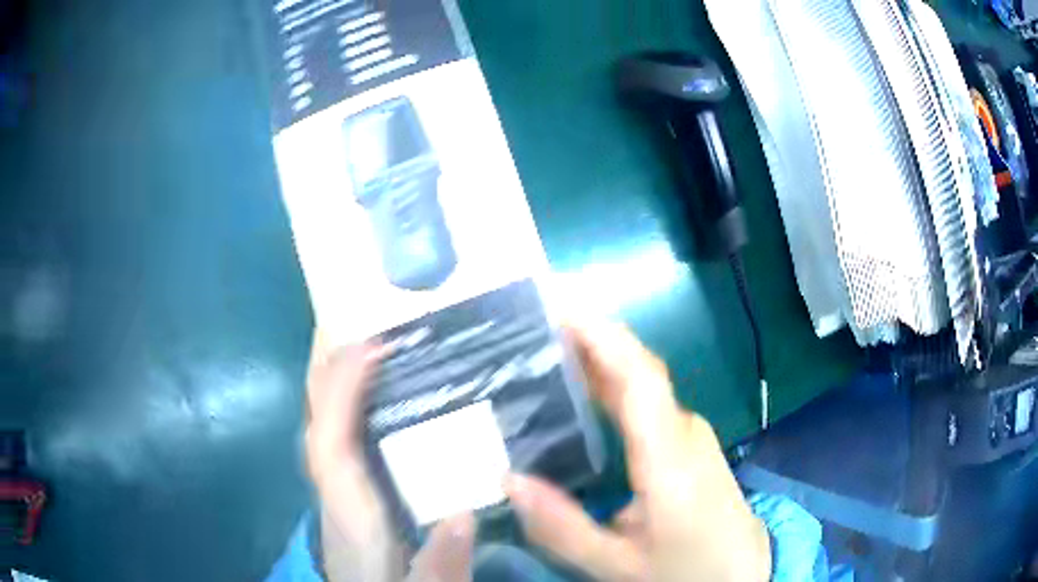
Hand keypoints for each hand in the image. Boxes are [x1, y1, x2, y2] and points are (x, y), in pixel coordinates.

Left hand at [305, 332, 476, 581]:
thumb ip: (441, 563)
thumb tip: (464, 514)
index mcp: (350, 514)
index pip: (330, 445)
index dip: (342, 392)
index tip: (372, 347)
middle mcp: (334, 495)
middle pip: (317, 426)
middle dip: (324, 372)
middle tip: (348, 320)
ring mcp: (337, 495)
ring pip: (323, 429)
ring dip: (333, 384)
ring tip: (355, 344)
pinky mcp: (349, 498)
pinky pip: (338, 440)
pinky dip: (344, 409)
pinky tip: (365, 397)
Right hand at [504, 321, 771, 581]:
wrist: (740, 572)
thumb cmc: (684, 568)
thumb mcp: (616, 563)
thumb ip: (562, 527)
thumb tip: (508, 480)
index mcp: (669, 457)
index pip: (638, 377)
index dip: (601, 337)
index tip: (556, 310)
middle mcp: (684, 431)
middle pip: (637, 370)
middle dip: (588, 342)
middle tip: (529, 332)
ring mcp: (691, 433)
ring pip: (642, 383)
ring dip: (596, 362)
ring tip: (542, 356)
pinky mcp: (689, 442)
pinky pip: (647, 401)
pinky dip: (610, 387)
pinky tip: (579, 398)